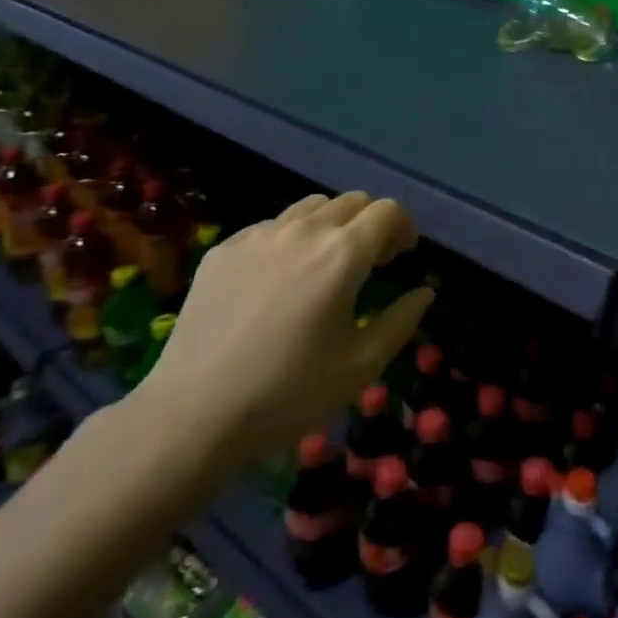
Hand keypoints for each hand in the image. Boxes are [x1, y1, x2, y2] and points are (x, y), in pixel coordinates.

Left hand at [123, 192, 431, 491]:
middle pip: (351, 201)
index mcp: (342, 255)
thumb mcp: (361, 366)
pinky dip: (289, 240)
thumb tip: (424, 292)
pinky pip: (270, 227)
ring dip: (331, 225)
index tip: (403, 256)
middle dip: (371, 223)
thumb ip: (401, 321)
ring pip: (309, 207)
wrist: (192, 416)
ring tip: (325, 264)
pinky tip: (278, 280)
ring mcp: (258, 236)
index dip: (403, 227)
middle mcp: (303, 231)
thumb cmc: (288, 395)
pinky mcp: (223, 250)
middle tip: (371, 262)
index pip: (387, 211)